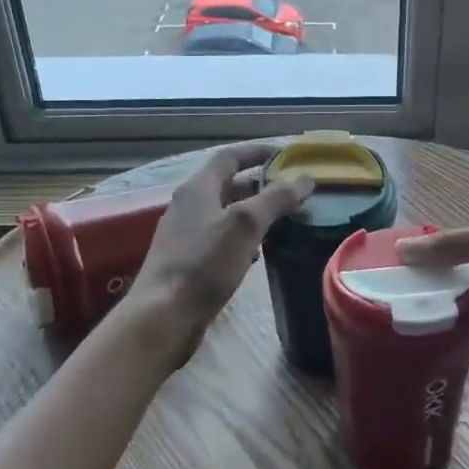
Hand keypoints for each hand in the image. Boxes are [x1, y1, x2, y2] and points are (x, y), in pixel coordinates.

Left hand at [123, 142, 314, 359]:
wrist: (163, 316)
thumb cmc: (204, 264)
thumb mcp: (245, 226)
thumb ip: (275, 199)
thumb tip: (305, 179)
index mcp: (198, 188)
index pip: (229, 157)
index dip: (257, 151)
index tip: (286, 154)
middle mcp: (188, 206)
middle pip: (227, 185)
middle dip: (260, 185)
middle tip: (291, 191)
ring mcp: (185, 235)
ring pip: (225, 214)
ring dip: (253, 213)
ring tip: (282, 221)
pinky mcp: (187, 262)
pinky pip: (220, 239)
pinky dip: (242, 239)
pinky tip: (257, 255)